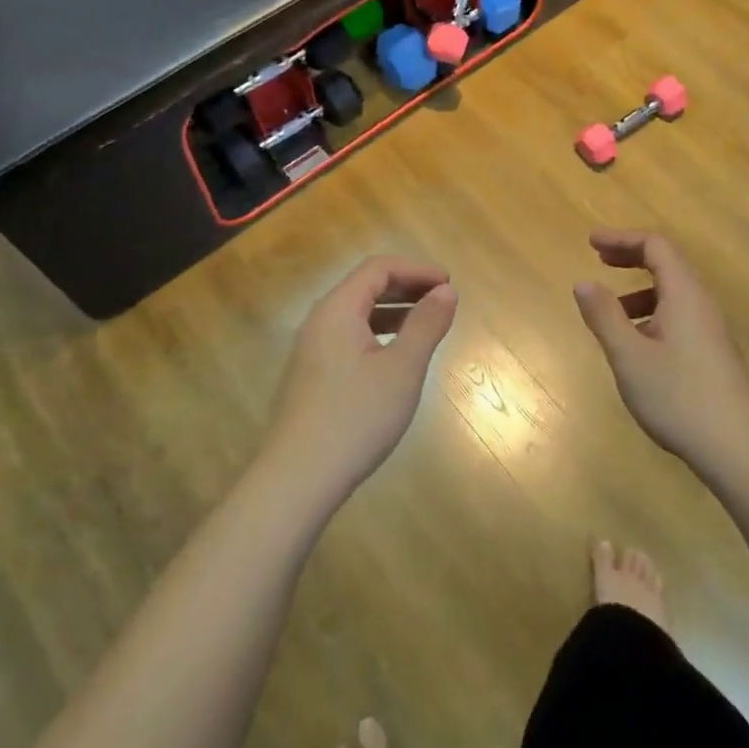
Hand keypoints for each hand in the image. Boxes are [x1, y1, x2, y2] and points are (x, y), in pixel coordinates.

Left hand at [264, 256, 457, 501]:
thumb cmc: (356, 417)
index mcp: (338, 309)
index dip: (417, 270)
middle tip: (443, 299)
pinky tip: (396, 356)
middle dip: (407, 286)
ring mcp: (312, 350)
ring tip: (426, 323)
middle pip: (365, 286)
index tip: (449, 284)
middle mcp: (320, 321)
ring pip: (357, 313)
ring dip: (394, 310)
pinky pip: (350, 337)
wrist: (299, 478)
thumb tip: (446, 292)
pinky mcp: (313, 375)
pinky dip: (379, 333)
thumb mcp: (402, 369)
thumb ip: (426, 325)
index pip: (378, 268)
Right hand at [573, 229, 748, 470]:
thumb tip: (583, 282)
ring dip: (639, 288)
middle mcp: (701, 303)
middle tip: (598, 259)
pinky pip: (678, 314)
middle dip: (631, 256)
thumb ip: (604, 316)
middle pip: (667, 263)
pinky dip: (651, 312)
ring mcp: (709, 328)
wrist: (735, 446)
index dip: (622, 238)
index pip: (655, 246)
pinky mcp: (711, 350)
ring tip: (610, 309)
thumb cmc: (677, 396)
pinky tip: (635, 343)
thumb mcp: (629, 356)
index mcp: (684, 294)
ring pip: (672, 292)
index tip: (591, 241)